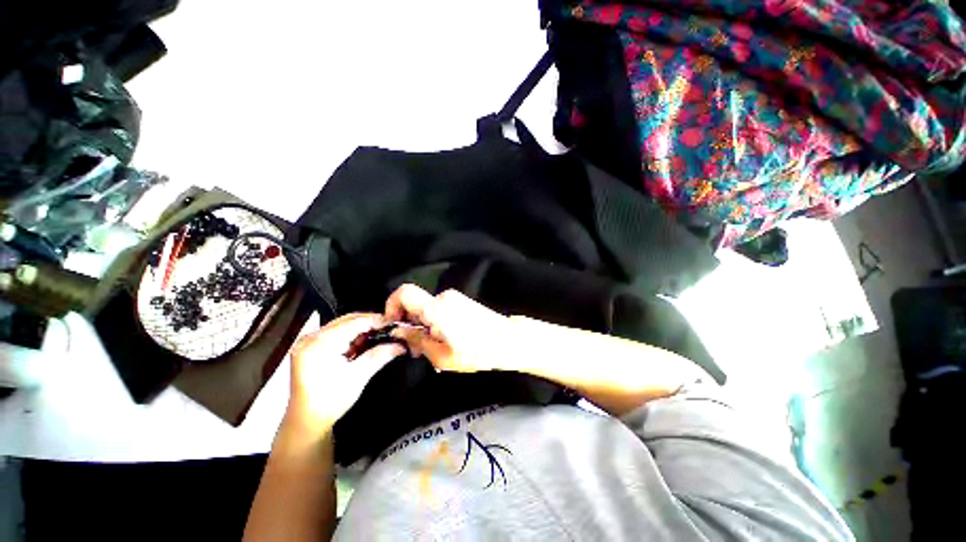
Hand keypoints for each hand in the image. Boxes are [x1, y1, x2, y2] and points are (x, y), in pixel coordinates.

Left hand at [284, 313, 404, 435]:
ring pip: (344, 325)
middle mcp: (311, 337)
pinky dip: (353, 336)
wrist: (306, 422)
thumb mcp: (358, 377)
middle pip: (348, 320)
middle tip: (390, 329)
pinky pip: (337, 333)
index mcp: (319, 343)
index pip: (354, 322)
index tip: (395, 324)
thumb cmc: (329, 402)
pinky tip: (364, 343)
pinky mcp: (312, 347)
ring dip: (363, 329)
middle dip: (370, 323)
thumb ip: (379, 355)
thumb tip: (401, 345)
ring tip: (381, 335)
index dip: (376, 320)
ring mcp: (309, 341)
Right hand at [384, 284, 514, 372]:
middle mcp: (444, 297)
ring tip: (432, 349)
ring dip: (423, 326)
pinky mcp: (462, 302)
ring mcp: (455, 298)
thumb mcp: (442, 356)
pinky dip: (434, 323)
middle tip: (415, 349)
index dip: (391, 305)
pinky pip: (439, 309)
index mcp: (436, 308)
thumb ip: (417, 341)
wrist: (508, 340)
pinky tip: (444, 341)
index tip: (394, 326)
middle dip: (409, 324)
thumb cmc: (477, 352)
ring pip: (427, 309)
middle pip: (415, 304)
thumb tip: (400, 331)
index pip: (404, 292)